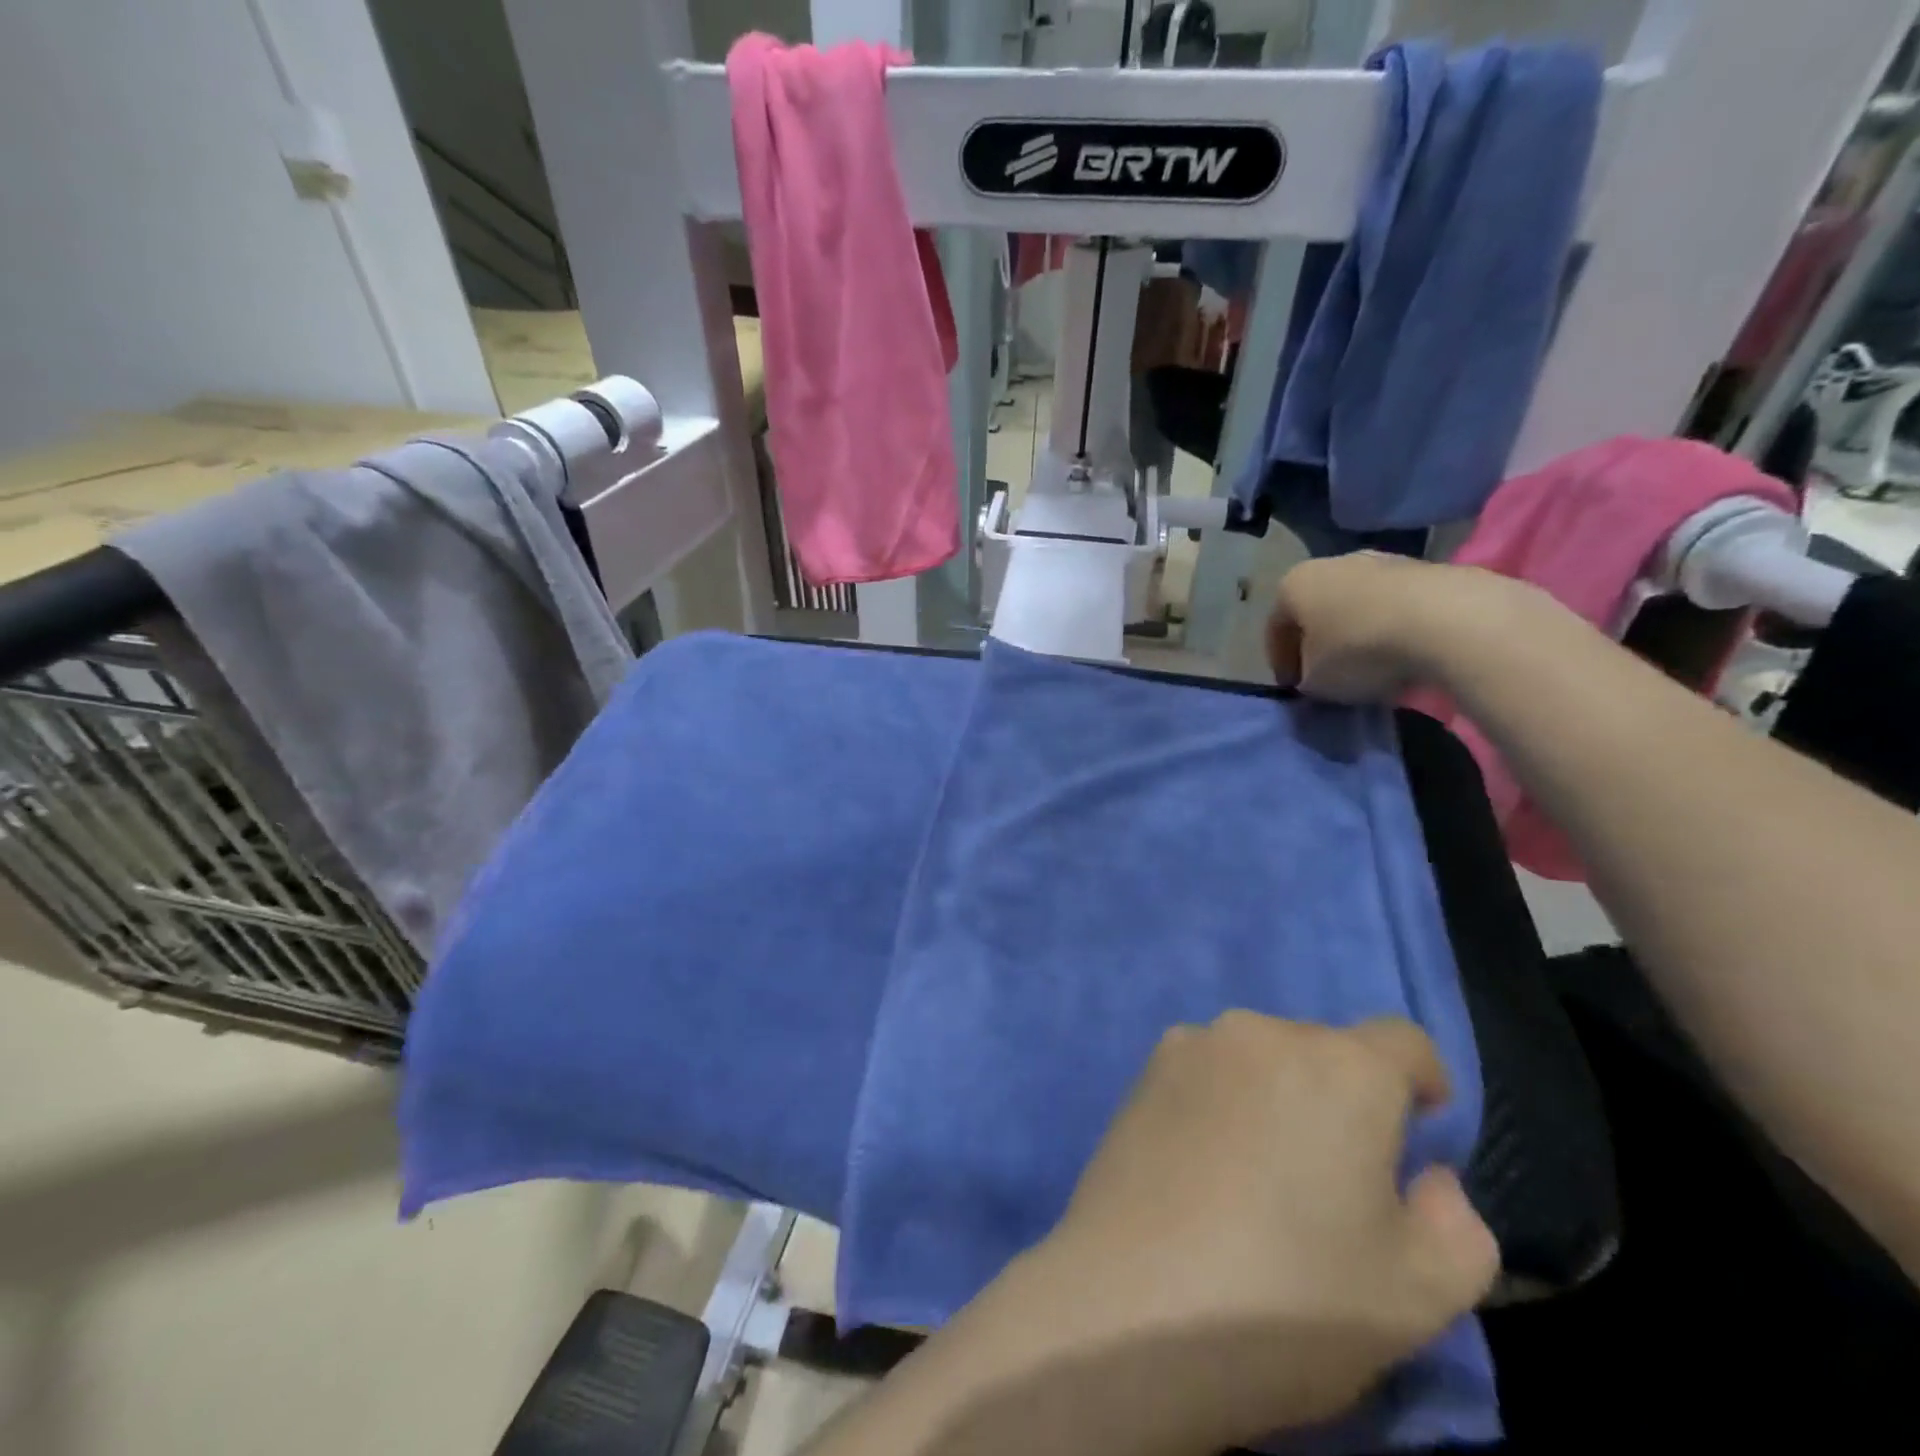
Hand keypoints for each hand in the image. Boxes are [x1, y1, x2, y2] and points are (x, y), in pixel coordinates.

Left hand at [1012, 1013, 1499, 1447]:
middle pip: (1326, 1050)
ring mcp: (1193, 1044)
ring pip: (1262, 1060)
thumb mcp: (1420, 1294)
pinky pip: (1208, 1073)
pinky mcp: (1143, 1070)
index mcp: (1341, 1067)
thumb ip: (1457, 1224)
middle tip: (1335, 1183)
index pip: (1403, 1041)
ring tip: (1263, 1181)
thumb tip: (1430, 1178)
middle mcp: (1263, 1032)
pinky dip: (1223, 1104)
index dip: (1423, 1084)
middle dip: (1346, 1100)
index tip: (1417, 1141)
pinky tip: (1206, 1170)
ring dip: (1278, 1099)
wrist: (1132, 1304)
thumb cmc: (1289, 1299)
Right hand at [1266, 554, 1541, 702]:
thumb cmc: (1359, 650)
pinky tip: (1403, 654)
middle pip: (1316, 610)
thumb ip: (1306, 679)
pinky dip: (1391, 627)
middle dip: (1319, 643)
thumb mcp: (1316, 682)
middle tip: (1328, 676)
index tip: (1294, 689)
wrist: (1447, 620)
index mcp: (1293, 584)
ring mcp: (1381, 561)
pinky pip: (1394, 605)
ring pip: (1356, 604)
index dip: (1281, 663)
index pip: (1275, 628)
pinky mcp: (1425, 568)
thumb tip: (1316, 678)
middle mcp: (1331, 563)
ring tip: (1370, 668)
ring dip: (1357, 634)